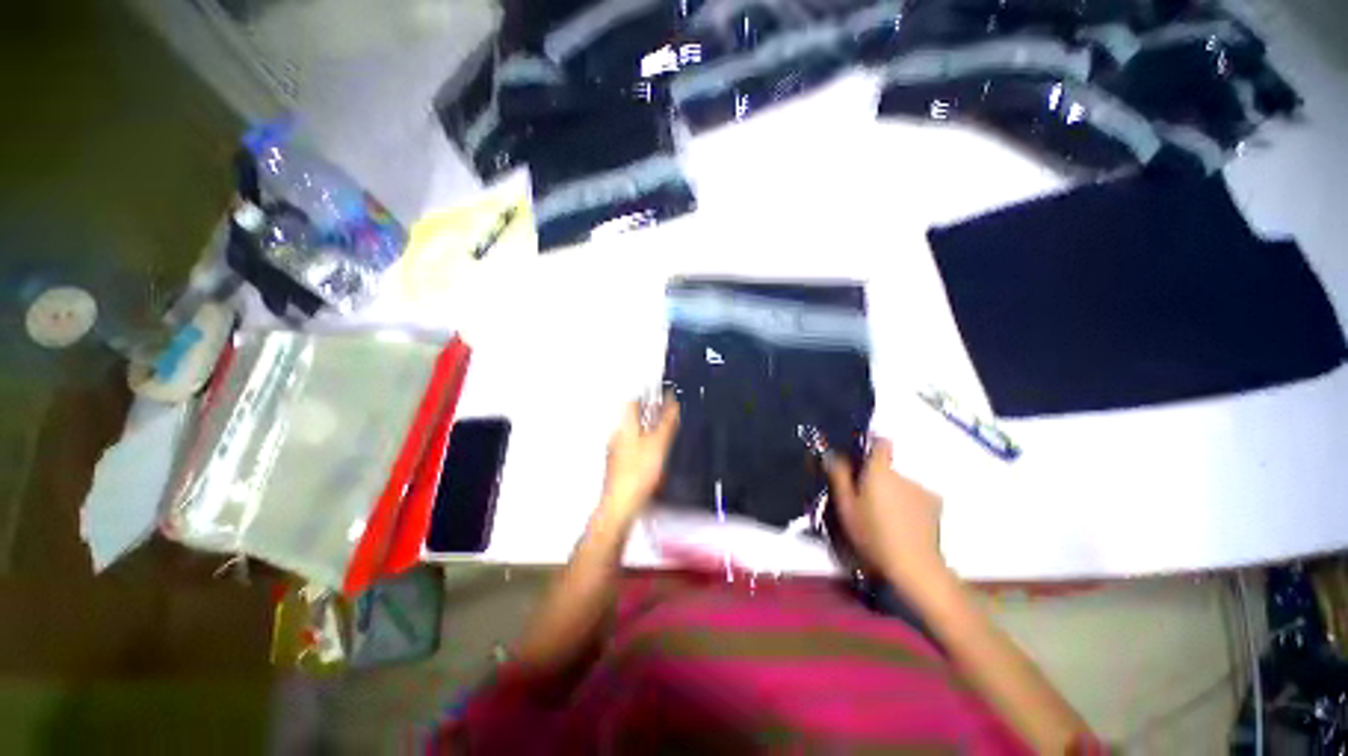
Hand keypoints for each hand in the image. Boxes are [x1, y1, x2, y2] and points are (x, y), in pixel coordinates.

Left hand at [600, 395, 679, 523]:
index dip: (646, 394)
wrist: (621, 505)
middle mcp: (618, 437)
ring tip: (660, 430)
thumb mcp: (659, 444)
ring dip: (647, 429)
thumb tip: (672, 403)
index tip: (656, 391)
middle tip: (660, 409)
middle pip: (633, 418)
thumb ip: (667, 422)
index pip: (633, 402)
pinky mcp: (620, 467)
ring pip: (633, 434)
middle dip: (648, 413)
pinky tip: (653, 454)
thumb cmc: (635, 476)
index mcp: (625, 427)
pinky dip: (644, 446)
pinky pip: (633, 449)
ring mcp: (617, 453)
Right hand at [823, 438, 946, 590]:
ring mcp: (922, 489)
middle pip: (887, 467)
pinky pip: (915, 496)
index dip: (871, 444)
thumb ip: (839, 477)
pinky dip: (908, 504)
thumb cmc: (873, 534)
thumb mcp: (846, 507)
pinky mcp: (936, 505)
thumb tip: (833, 454)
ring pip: (901, 483)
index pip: (880, 442)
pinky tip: (903, 523)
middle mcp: (903, 474)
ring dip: (893, 492)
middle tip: (866, 498)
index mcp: (880, 471)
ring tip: (885, 515)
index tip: (861, 456)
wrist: (914, 565)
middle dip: (877, 477)